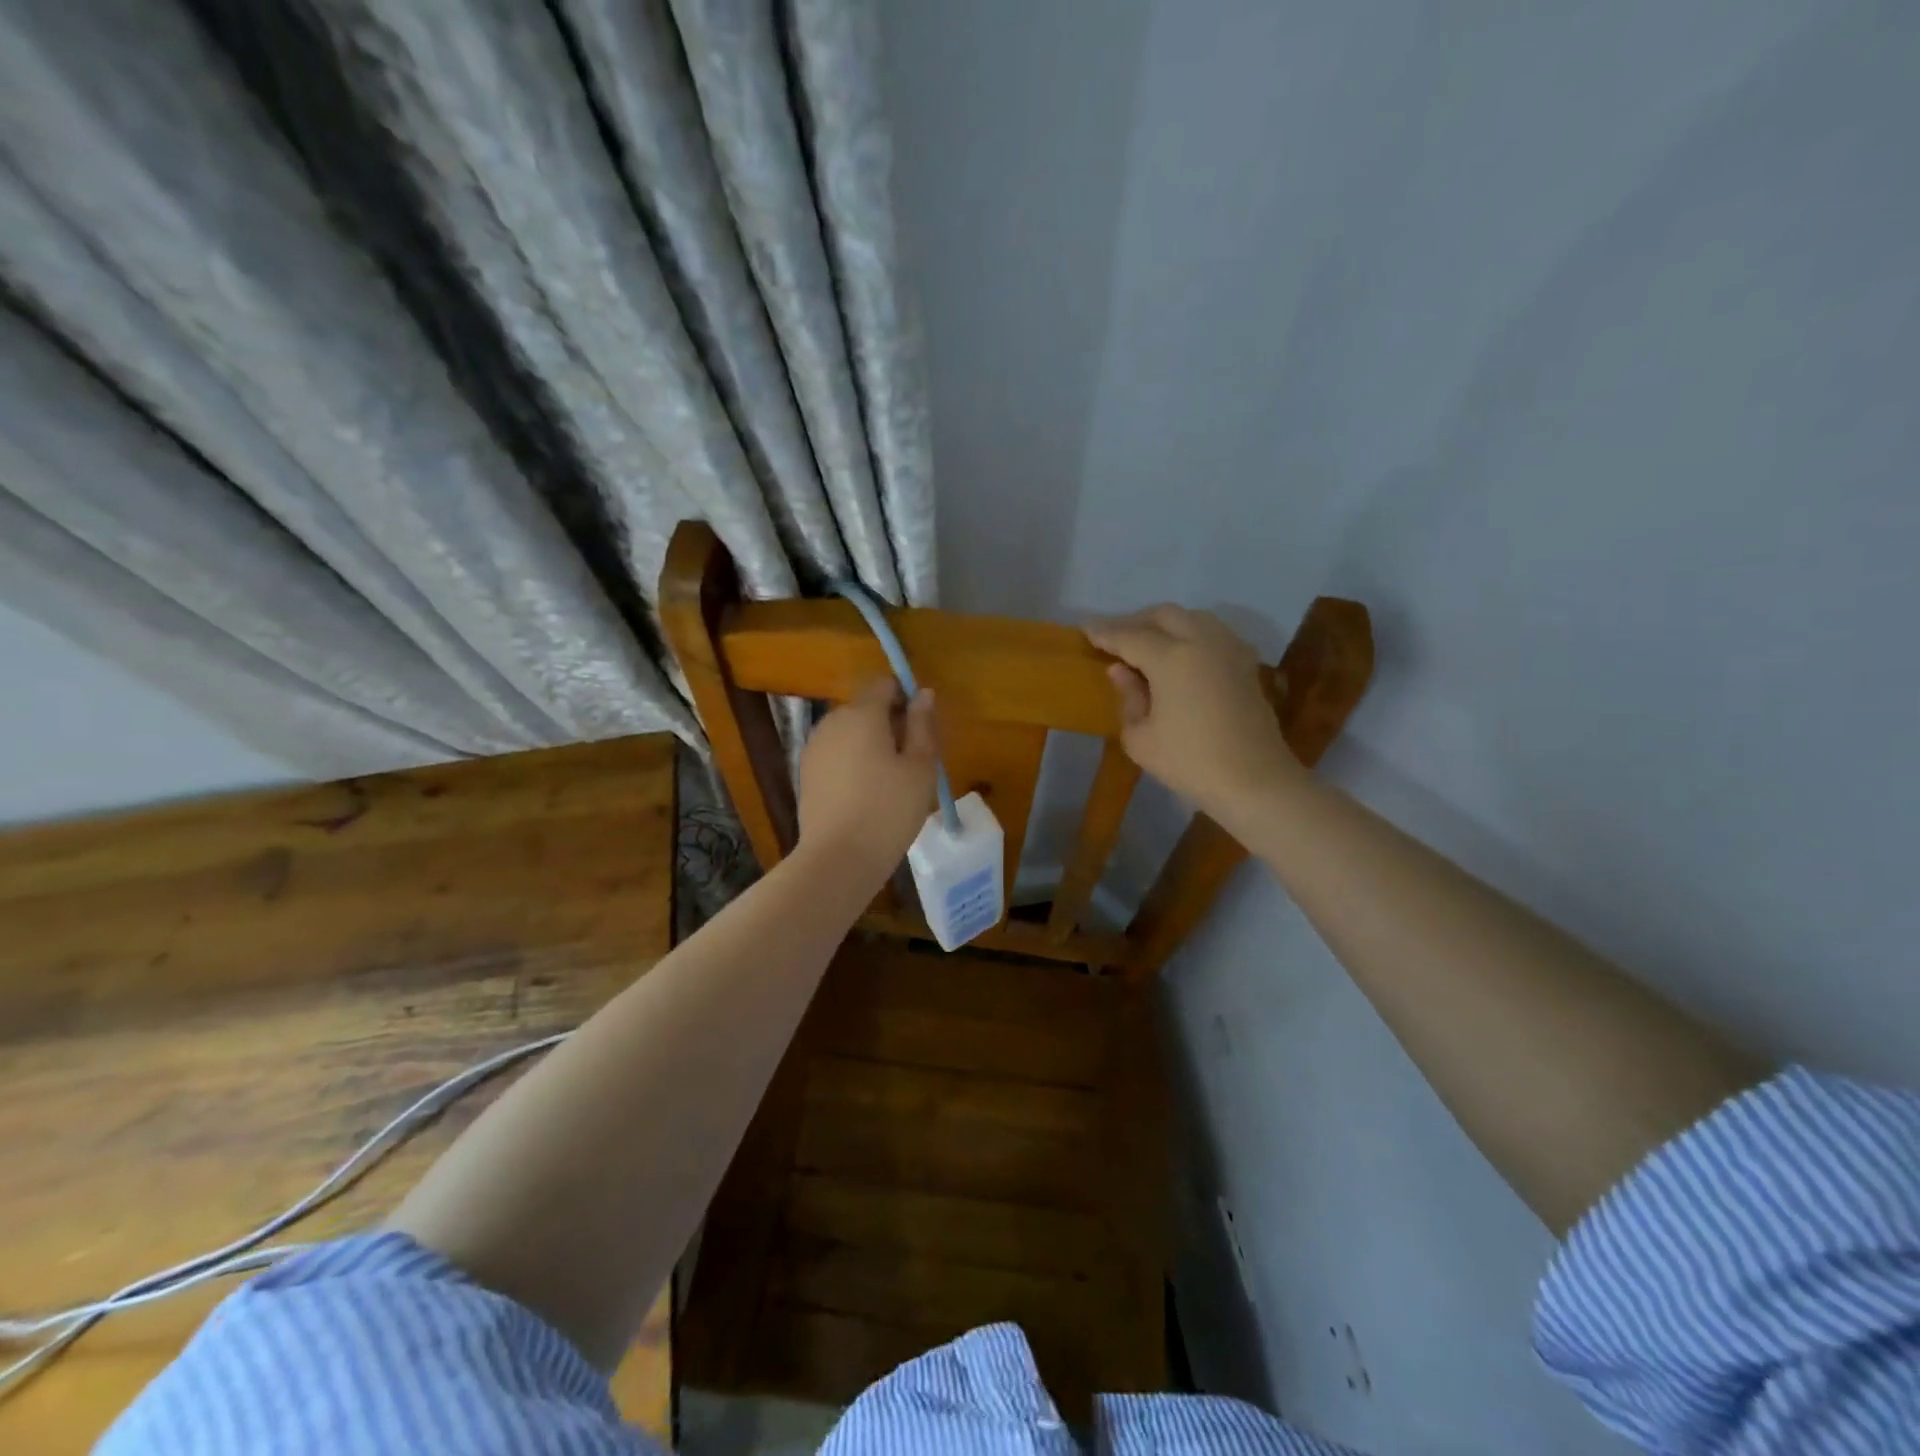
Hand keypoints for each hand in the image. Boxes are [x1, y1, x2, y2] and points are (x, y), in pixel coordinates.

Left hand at [797, 679, 938, 876]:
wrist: (838, 858)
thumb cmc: (889, 810)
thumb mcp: (920, 768)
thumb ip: (922, 726)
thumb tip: (923, 694)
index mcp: (863, 713)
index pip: (884, 684)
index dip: (905, 698)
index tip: (920, 730)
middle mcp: (833, 721)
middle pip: (866, 708)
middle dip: (889, 724)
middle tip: (911, 763)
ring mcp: (815, 746)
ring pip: (850, 733)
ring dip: (870, 745)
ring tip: (889, 783)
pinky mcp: (806, 772)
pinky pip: (836, 754)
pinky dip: (852, 764)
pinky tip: (865, 795)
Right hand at [1085, 606, 1297, 823]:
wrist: (1254, 781)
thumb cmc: (1189, 763)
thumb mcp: (1141, 738)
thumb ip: (1128, 697)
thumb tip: (1120, 670)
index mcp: (1171, 657)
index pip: (1129, 636)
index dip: (1104, 632)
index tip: (1084, 629)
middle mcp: (1202, 641)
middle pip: (1164, 615)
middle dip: (1136, 621)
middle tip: (1115, 638)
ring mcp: (1229, 649)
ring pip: (1193, 618)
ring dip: (1166, 624)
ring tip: (1147, 644)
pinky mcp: (1246, 663)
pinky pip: (1213, 633)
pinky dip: (1191, 635)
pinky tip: (1181, 655)